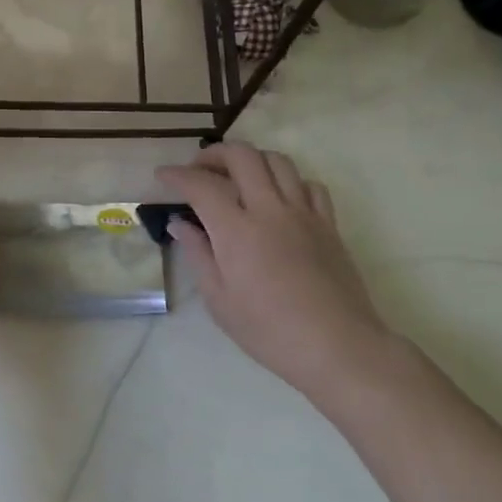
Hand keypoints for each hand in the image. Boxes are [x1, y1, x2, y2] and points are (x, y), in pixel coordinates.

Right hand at [156, 144, 386, 399]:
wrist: (338, 348)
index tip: (163, 176)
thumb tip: (180, 224)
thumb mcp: (220, 301)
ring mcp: (303, 213)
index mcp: (236, 230)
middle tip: (200, 169)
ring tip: (238, 177)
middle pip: (242, 156)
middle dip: (214, 154)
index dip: (177, 175)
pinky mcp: (329, 224)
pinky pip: (309, 184)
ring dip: (252, 160)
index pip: (201, 185)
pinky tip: (280, 199)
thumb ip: (198, 254)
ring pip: (277, 161)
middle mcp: (269, 209)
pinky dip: (289, 181)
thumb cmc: (270, 332)